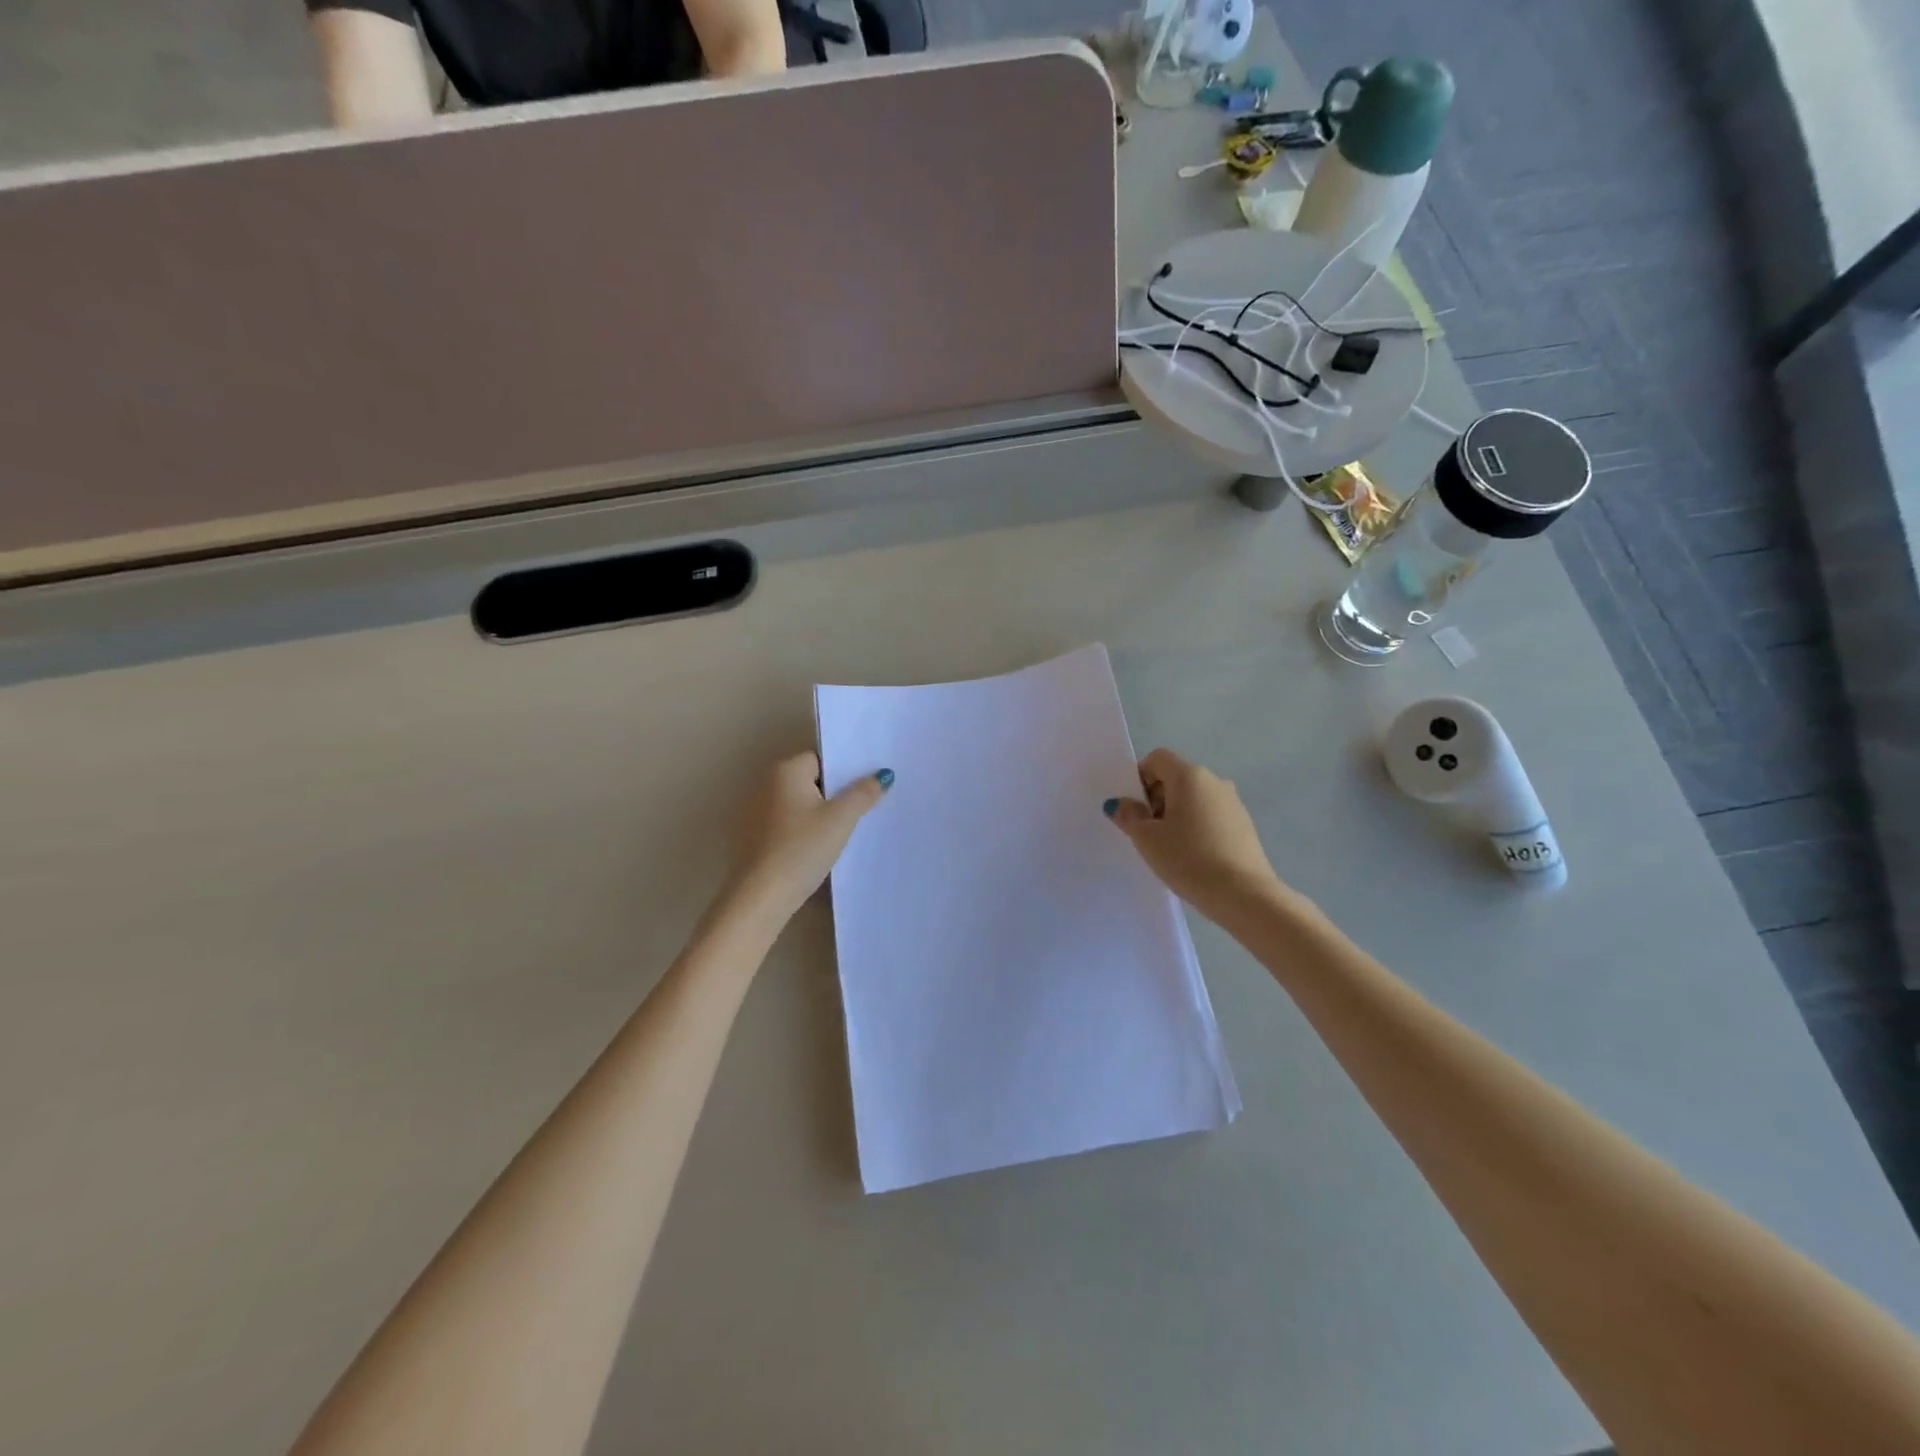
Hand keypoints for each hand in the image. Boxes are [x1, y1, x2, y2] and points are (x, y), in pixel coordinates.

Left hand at [726, 752, 890, 927]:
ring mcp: (758, 811)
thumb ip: (863, 793)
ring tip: (850, 827)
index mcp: (786, 771)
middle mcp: (767, 784)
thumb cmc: (803, 848)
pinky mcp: (757, 836)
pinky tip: (823, 845)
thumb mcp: (841, 819)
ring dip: (822, 812)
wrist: (763, 895)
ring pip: (801, 803)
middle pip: (811, 780)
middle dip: (836, 792)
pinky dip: (806, 828)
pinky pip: (790, 822)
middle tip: (866, 805)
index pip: (822, 759)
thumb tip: (884, 773)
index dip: (845, 771)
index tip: (867, 785)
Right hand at [1105, 748, 1283, 921]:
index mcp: (1189, 776)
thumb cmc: (1188, 859)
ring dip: (1177, 814)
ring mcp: (1233, 802)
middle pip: (1175, 778)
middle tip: (1150, 833)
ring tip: (1172, 848)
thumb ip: (1129, 816)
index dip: (1140, 778)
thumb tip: (1121, 803)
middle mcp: (1214, 780)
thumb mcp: (1147, 839)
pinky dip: (1196, 827)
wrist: (1243, 895)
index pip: (1157, 759)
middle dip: (1157, 799)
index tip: (1137, 810)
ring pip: (1193, 798)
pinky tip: (1194, 856)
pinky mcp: (1244, 824)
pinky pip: (1210, 815)